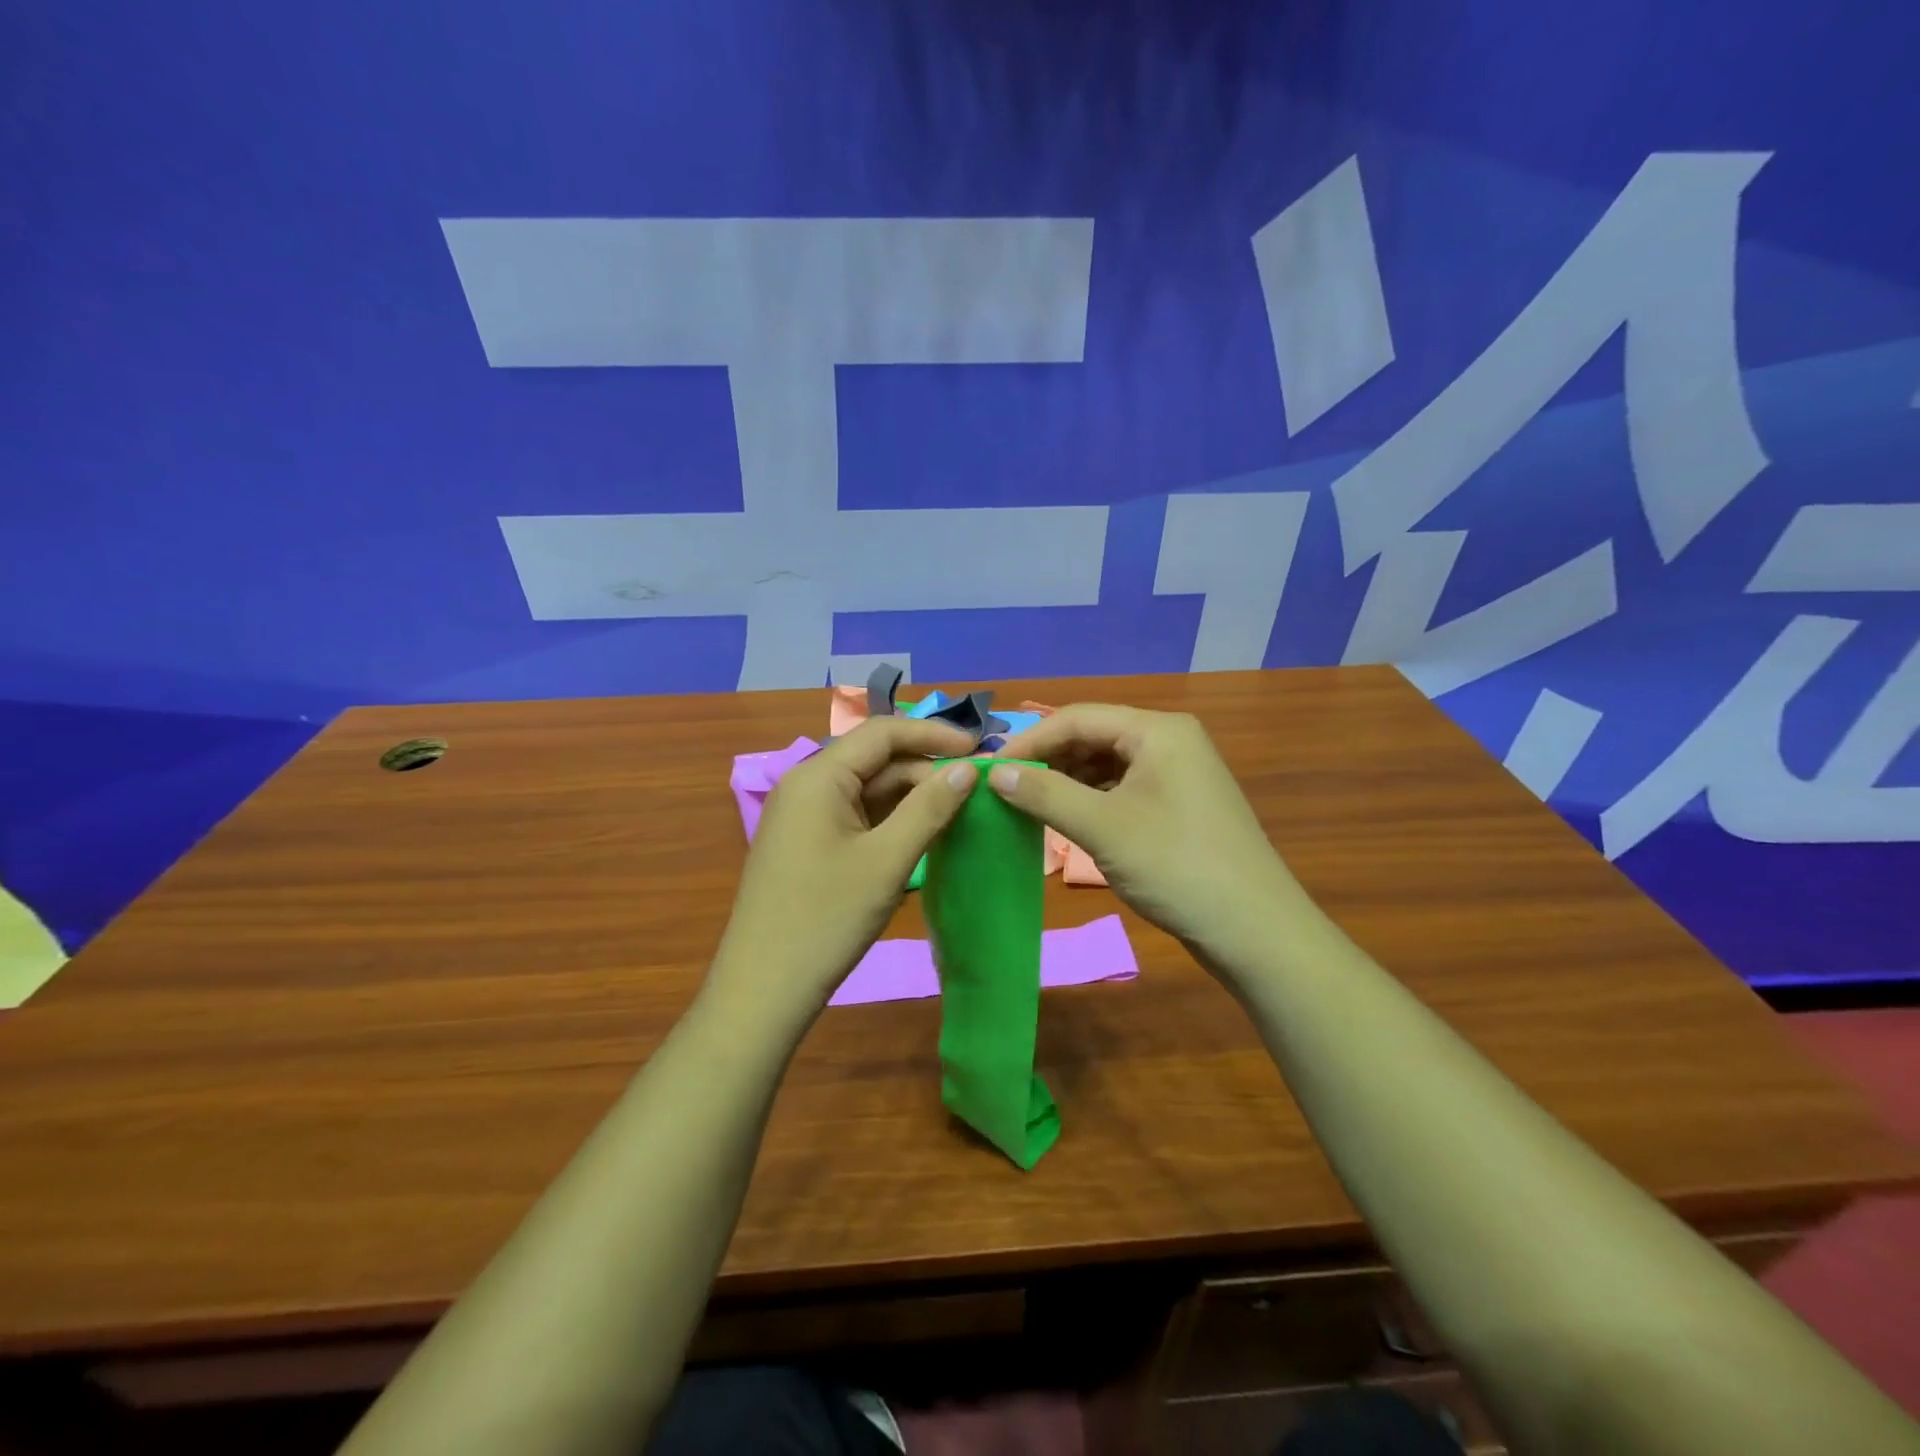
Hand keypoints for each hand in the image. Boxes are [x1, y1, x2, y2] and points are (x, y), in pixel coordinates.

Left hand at [707, 716, 979, 1021]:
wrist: (764, 989)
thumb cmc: (826, 919)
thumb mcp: (887, 860)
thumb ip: (929, 808)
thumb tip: (968, 768)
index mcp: (818, 776)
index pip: (882, 732)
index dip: (934, 734)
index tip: (980, 749)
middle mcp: (806, 785)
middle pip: (875, 759)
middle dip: (925, 769)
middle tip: (976, 790)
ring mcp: (803, 816)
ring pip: (867, 789)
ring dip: (911, 796)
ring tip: (958, 811)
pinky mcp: (806, 843)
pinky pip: (855, 815)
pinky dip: (890, 819)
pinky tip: (922, 833)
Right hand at [989, 704, 1303, 968]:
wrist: (1254, 931)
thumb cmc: (1176, 867)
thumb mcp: (1102, 828)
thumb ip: (1045, 794)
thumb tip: (994, 772)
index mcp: (1158, 730)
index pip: (1078, 717)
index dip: (1030, 741)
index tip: (989, 768)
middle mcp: (1170, 741)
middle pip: (1093, 737)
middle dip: (1048, 760)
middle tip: (1004, 788)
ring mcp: (1177, 774)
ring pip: (1106, 764)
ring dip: (1067, 781)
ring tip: (1027, 805)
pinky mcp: (1178, 805)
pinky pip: (1123, 789)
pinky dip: (1090, 800)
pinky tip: (1066, 819)